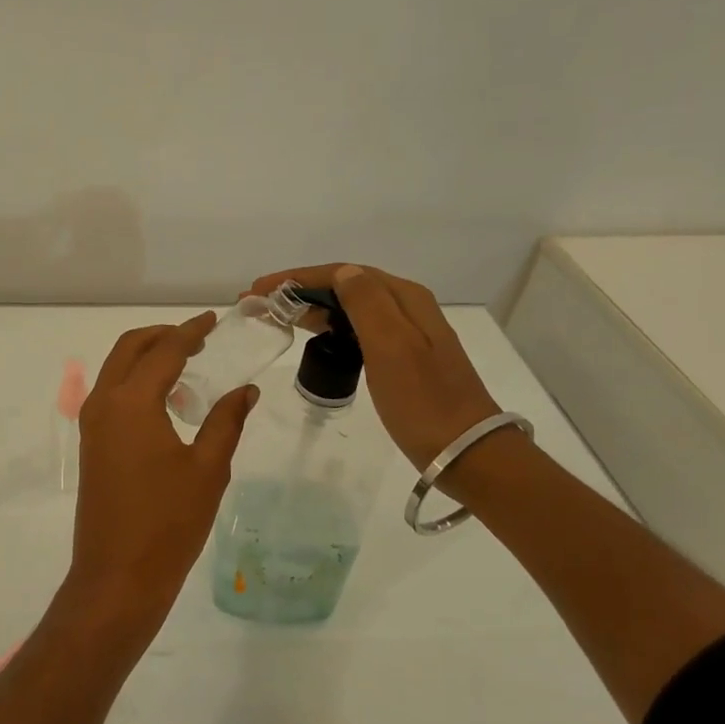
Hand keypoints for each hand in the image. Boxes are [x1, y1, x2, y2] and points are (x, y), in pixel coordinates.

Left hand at [67, 312, 256, 637]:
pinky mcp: (92, 444)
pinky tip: (168, 404)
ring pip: (116, 370)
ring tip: (188, 369)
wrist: (117, 576)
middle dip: (163, 336)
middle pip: (129, 348)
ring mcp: (92, 424)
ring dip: (147, 358)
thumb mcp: (208, 469)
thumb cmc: (168, 523)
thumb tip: (245, 389)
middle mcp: (104, 403)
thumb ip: (226, 420)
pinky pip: (112, 394)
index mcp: (132, 402)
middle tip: (199, 339)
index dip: (190, 331)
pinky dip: (136, 383)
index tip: (213, 319)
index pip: (164, 350)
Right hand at [246, 264, 501, 474]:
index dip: (298, 277)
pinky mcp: (403, 359)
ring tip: (277, 317)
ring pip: (351, 308)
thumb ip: (366, 303)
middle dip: (301, 289)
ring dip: (313, 307)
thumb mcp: (392, 346)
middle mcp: (407, 308)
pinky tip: (315, 338)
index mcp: (405, 298)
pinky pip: (358, 330)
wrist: (466, 452)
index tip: (259, 289)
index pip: (343, 273)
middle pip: (346, 286)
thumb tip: (342, 272)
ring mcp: (407, 334)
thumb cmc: (423, 400)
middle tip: (260, 303)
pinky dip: (330, 327)